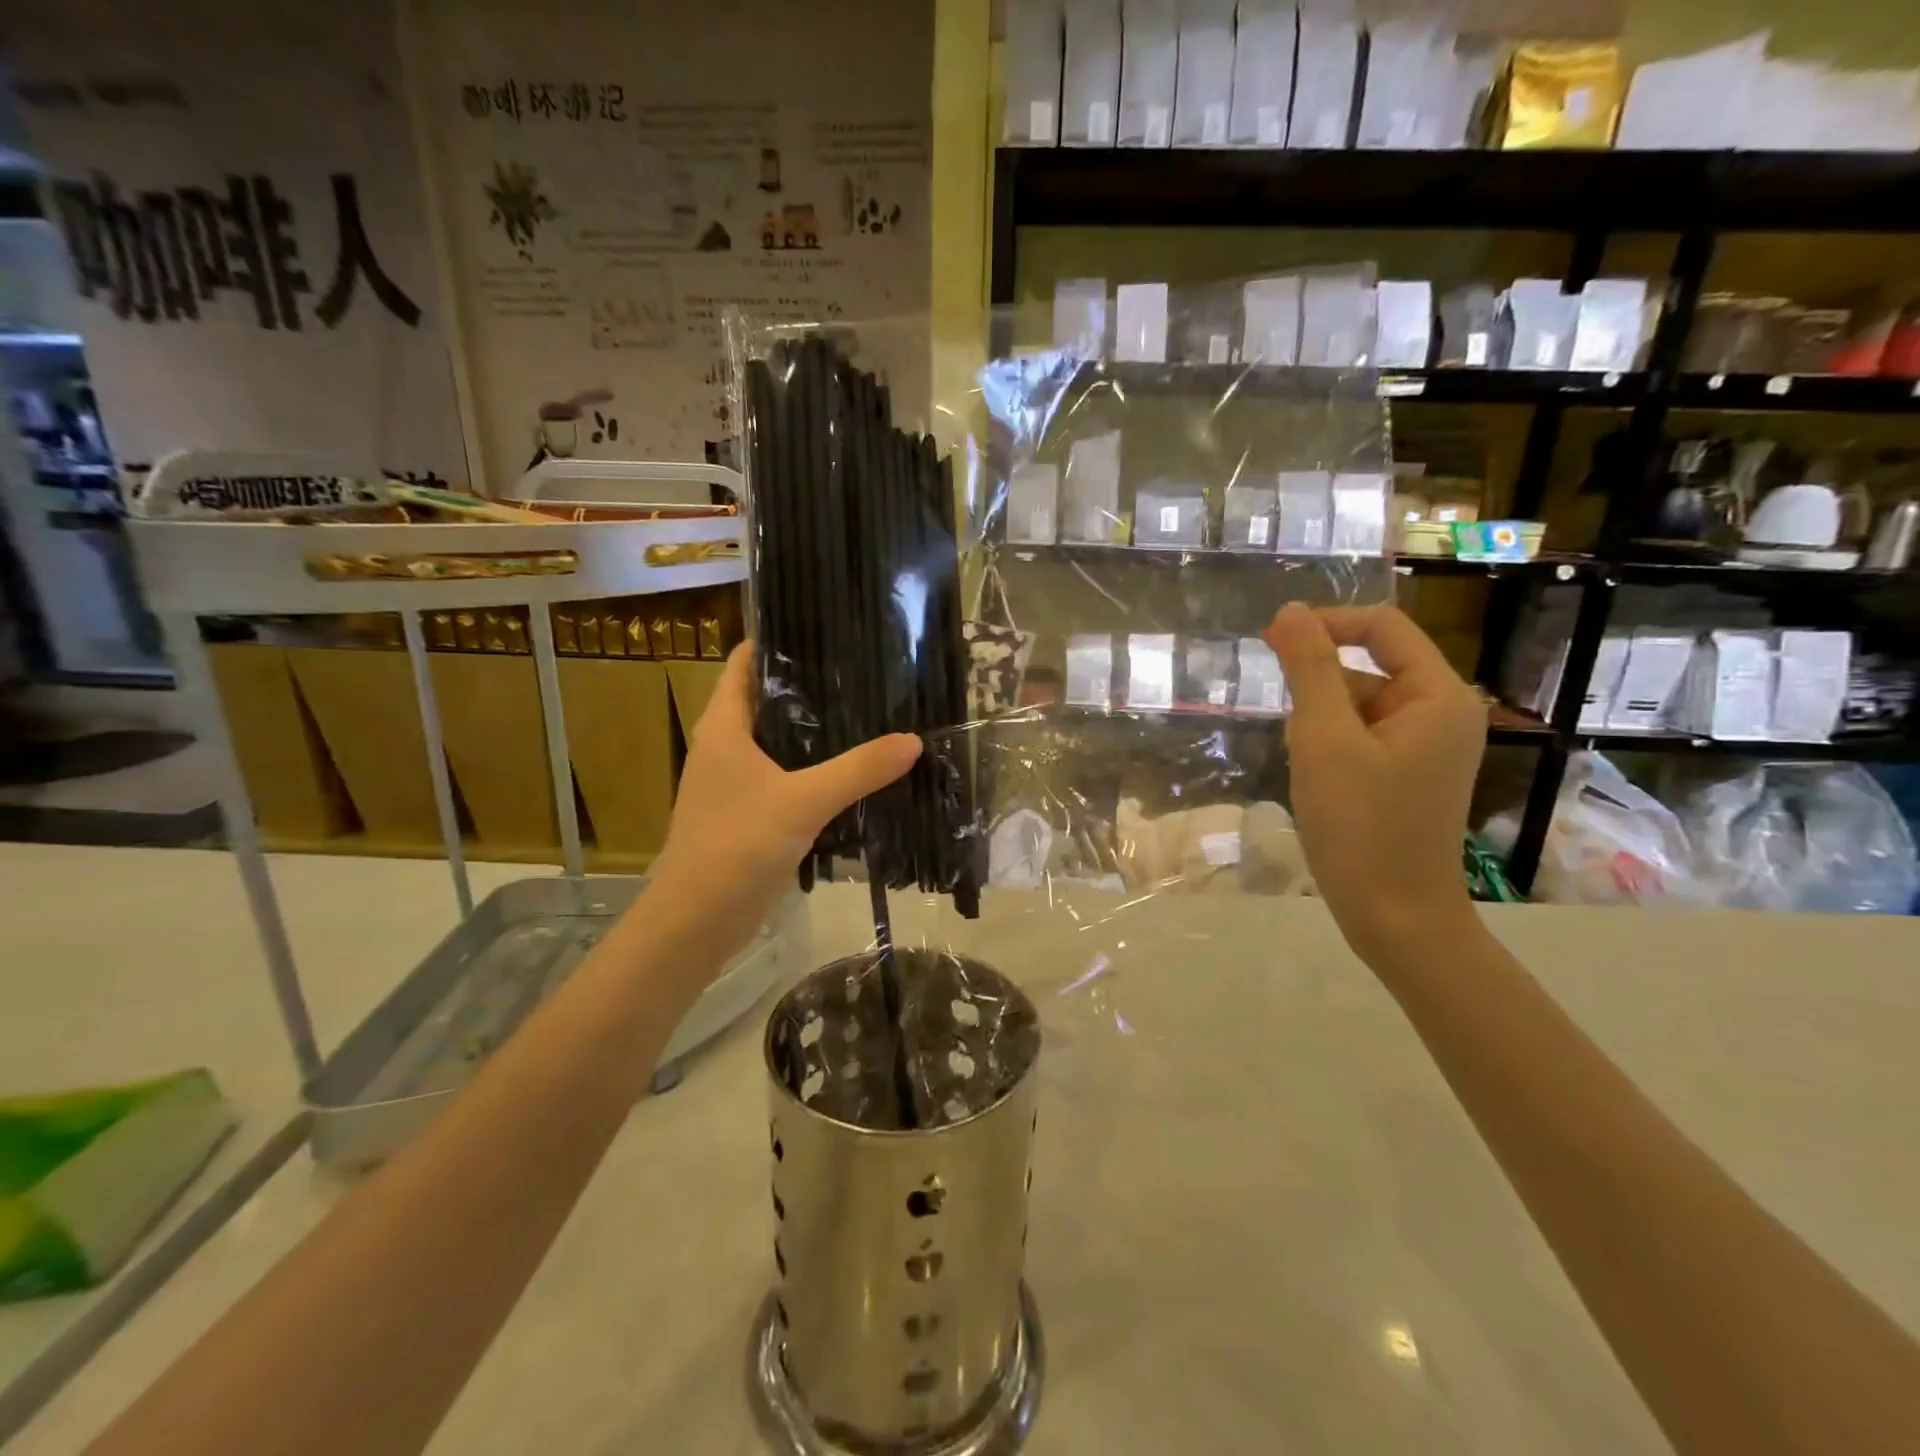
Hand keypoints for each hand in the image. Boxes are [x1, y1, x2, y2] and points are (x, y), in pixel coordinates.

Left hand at [648, 642, 921, 957]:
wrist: (694, 921)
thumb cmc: (736, 845)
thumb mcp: (803, 802)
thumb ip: (859, 770)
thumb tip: (913, 740)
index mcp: (724, 726)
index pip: (745, 663)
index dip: (780, 641)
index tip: (828, 629)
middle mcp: (725, 746)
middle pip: (767, 699)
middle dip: (810, 686)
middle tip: (864, 672)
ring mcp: (734, 782)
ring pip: (778, 741)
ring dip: (814, 731)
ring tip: (868, 714)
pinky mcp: (747, 813)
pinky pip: (784, 777)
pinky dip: (813, 769)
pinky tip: (851, 772)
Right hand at [1263, 603, 1487, 966]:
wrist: (1394, 916)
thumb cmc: (1360, 825)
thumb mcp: (1324, 740)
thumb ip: (1307, 669)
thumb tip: (1290, 611)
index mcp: (1437, 696)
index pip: (1383, 628)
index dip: (1326, 624)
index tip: (1270, 640)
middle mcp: (1441, 713)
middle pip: (1368, 669)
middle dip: (1320, 692)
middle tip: (1297, 739)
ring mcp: (1426, 747)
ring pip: (1358, 706)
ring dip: (1321, 724)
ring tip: (1308, 768)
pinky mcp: (1408, 774)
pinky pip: (1362, 737)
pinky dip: (1330, 747)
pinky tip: (1317, 781)